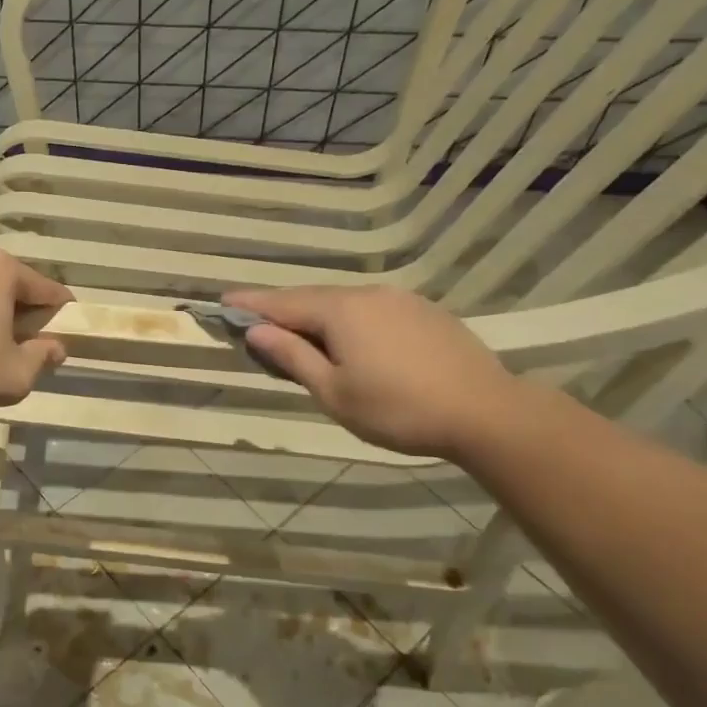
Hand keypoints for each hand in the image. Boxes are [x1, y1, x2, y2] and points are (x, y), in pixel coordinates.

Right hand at [224, 285, 528, 459]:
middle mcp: (367, 294)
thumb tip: (256, 331)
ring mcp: (399, 300)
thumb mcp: (334, 392)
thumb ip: (293, 357)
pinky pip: (370, 310)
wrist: (485, 412)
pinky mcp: (424, 313)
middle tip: (253, 322)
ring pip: (343, 303)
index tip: (221, 303)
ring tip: (297, 336)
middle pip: (311, 299)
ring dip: (315, 317)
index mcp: (340, 311)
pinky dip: (347, 321)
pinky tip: (348, 341)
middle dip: (280, 310)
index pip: (281, 303)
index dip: (249, 305)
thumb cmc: (398, 409)